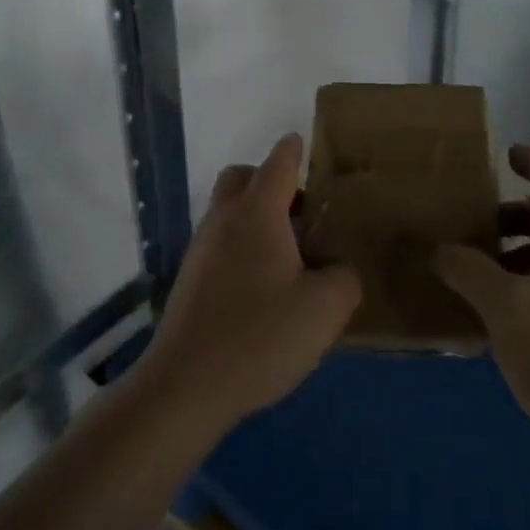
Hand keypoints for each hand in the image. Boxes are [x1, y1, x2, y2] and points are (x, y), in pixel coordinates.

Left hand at [135, 134, 360, 435]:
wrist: (186, 385)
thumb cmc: (259, 336)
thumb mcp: (324, 309)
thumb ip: (343, 278)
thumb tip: (336, 271)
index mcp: (257, 213)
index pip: (277, 163)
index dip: (294, 150)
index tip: (304, 143)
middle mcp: (223, 220)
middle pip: (241, 178)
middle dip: (269, 181)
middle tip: (301, 211)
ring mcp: (200, 250)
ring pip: (228, 212)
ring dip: (256, 217)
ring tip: (290, 254)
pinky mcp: (190, 280)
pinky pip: (220, 244)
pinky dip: (242, 247)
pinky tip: (264, 287)